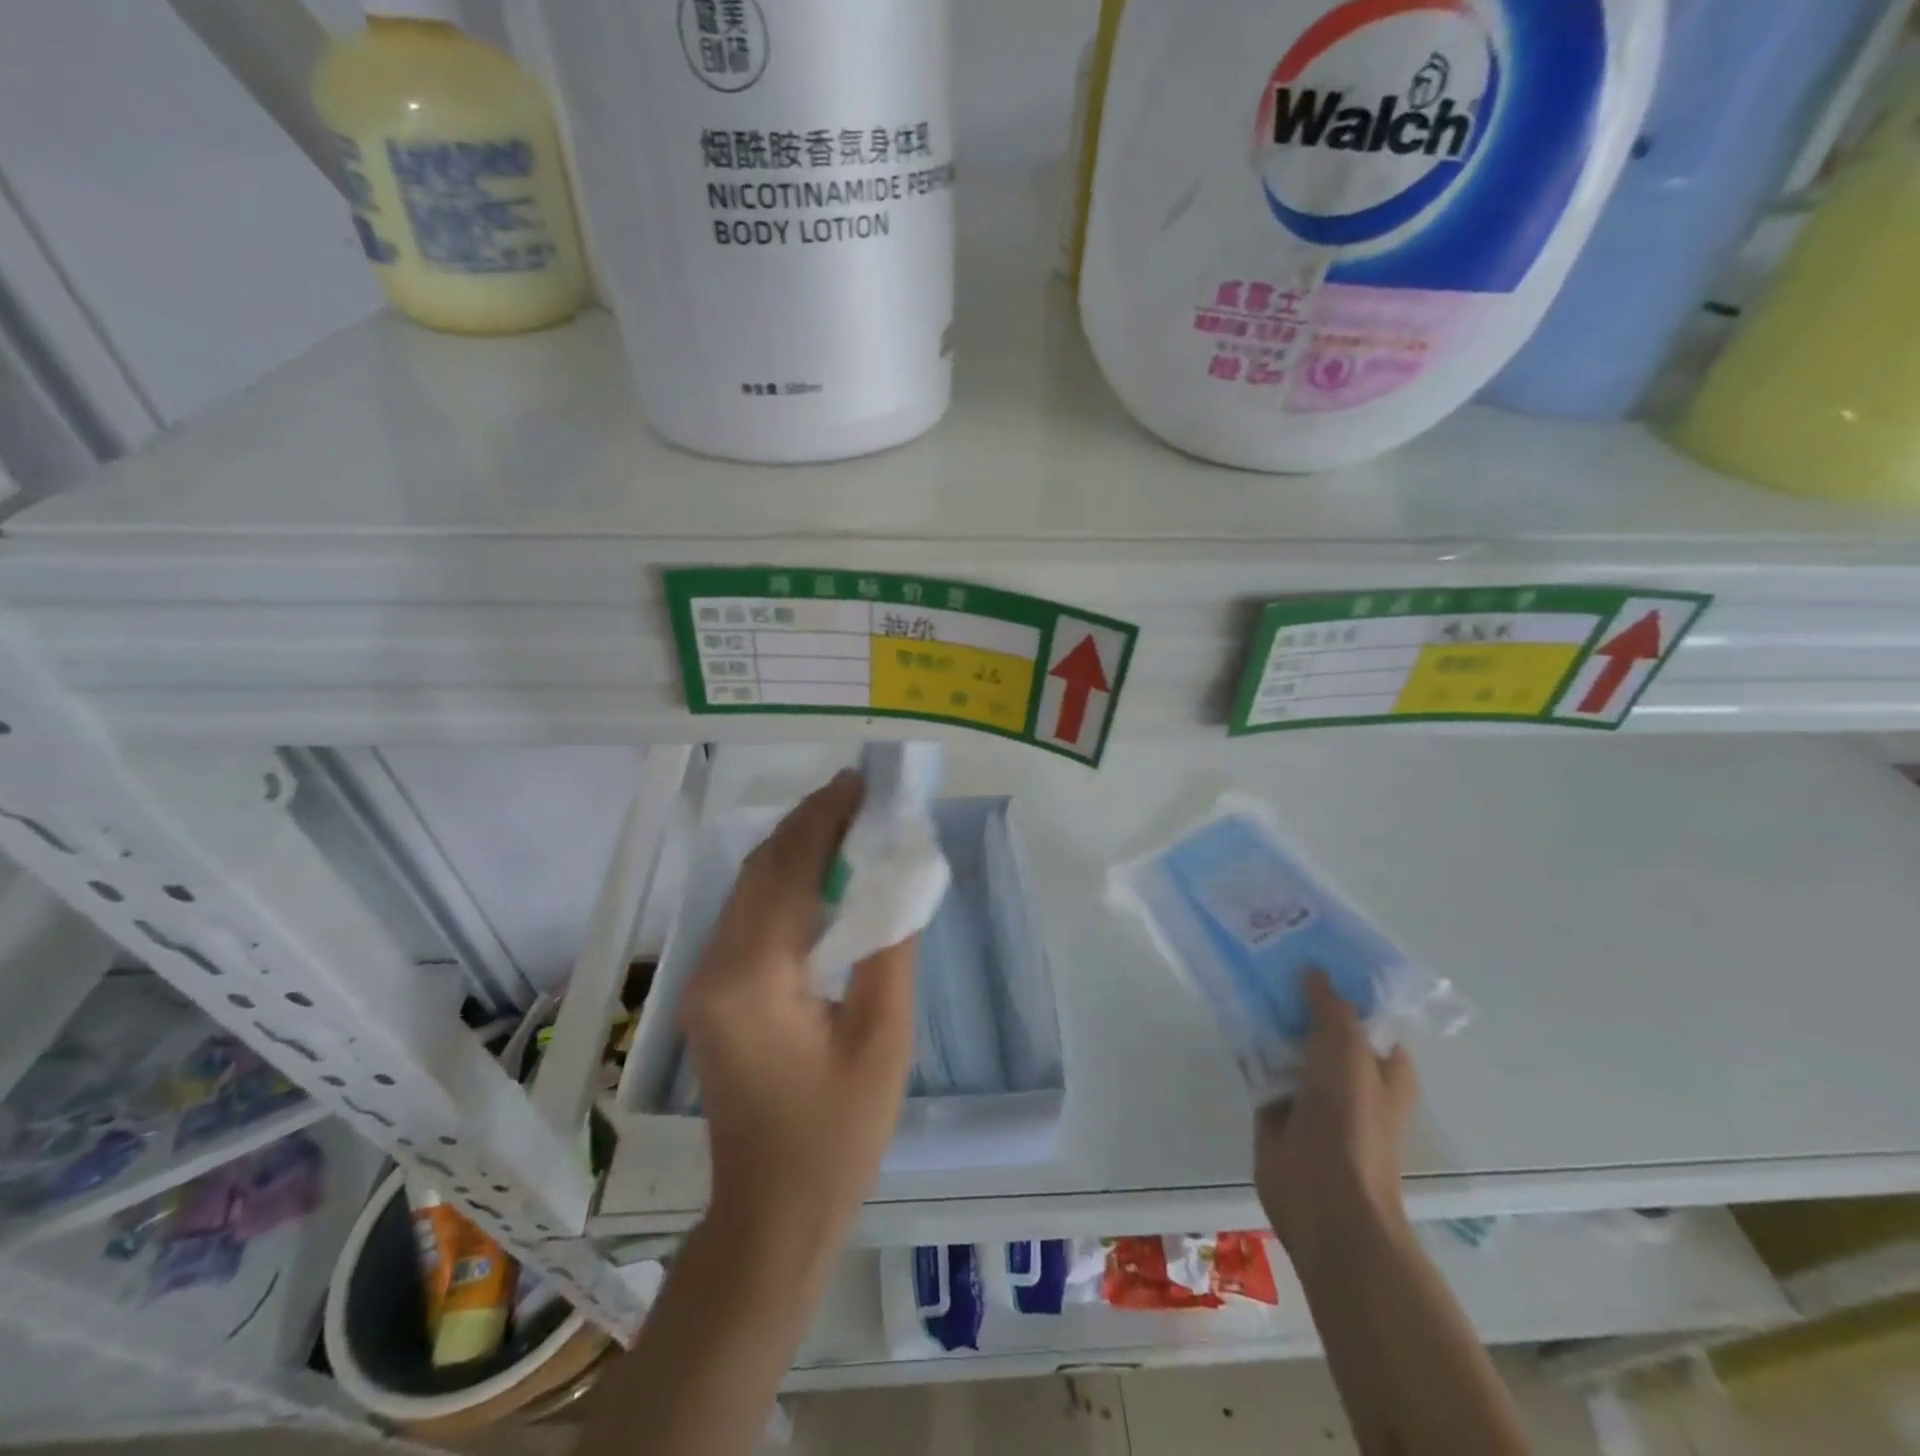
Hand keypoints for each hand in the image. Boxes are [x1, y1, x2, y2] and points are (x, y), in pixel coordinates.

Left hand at [679, 770, 916, 1265]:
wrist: (772, 1213)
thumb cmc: (836, 1135)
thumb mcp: (883, 1040)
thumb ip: (889, 950)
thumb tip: (896, 878)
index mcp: (752, 978)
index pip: (786, 871)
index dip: (823, 819)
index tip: (861, 783)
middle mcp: (716, 967)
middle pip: (760, 870)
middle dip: (808, 824)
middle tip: (860, 795)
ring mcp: (707, 980)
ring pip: (749, 888)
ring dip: (795, 848)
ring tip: (848, 821)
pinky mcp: (715, 993)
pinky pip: (749, 915)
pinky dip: (785, 881)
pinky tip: (821, 874)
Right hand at [1255, 971, 1418, 1257]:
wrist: (1324, 1200)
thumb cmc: (1351, 1123)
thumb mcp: (1349, 1052)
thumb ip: (1330, 1007)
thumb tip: (1312, 971)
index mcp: (1383, 1065)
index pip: (1364, 1011)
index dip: (1340, 979)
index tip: (1309, 945)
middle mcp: (1348, 1074)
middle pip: (1320, 1023)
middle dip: (1296, 993)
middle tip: (1266, 952)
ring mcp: (1311, 1092)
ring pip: (1286, 1042)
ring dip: (1267, 1015)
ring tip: (1241, 972)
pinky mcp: (1275, 1107)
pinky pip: (1260, 1064)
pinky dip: (1247, 1044)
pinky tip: (1227, 1013)